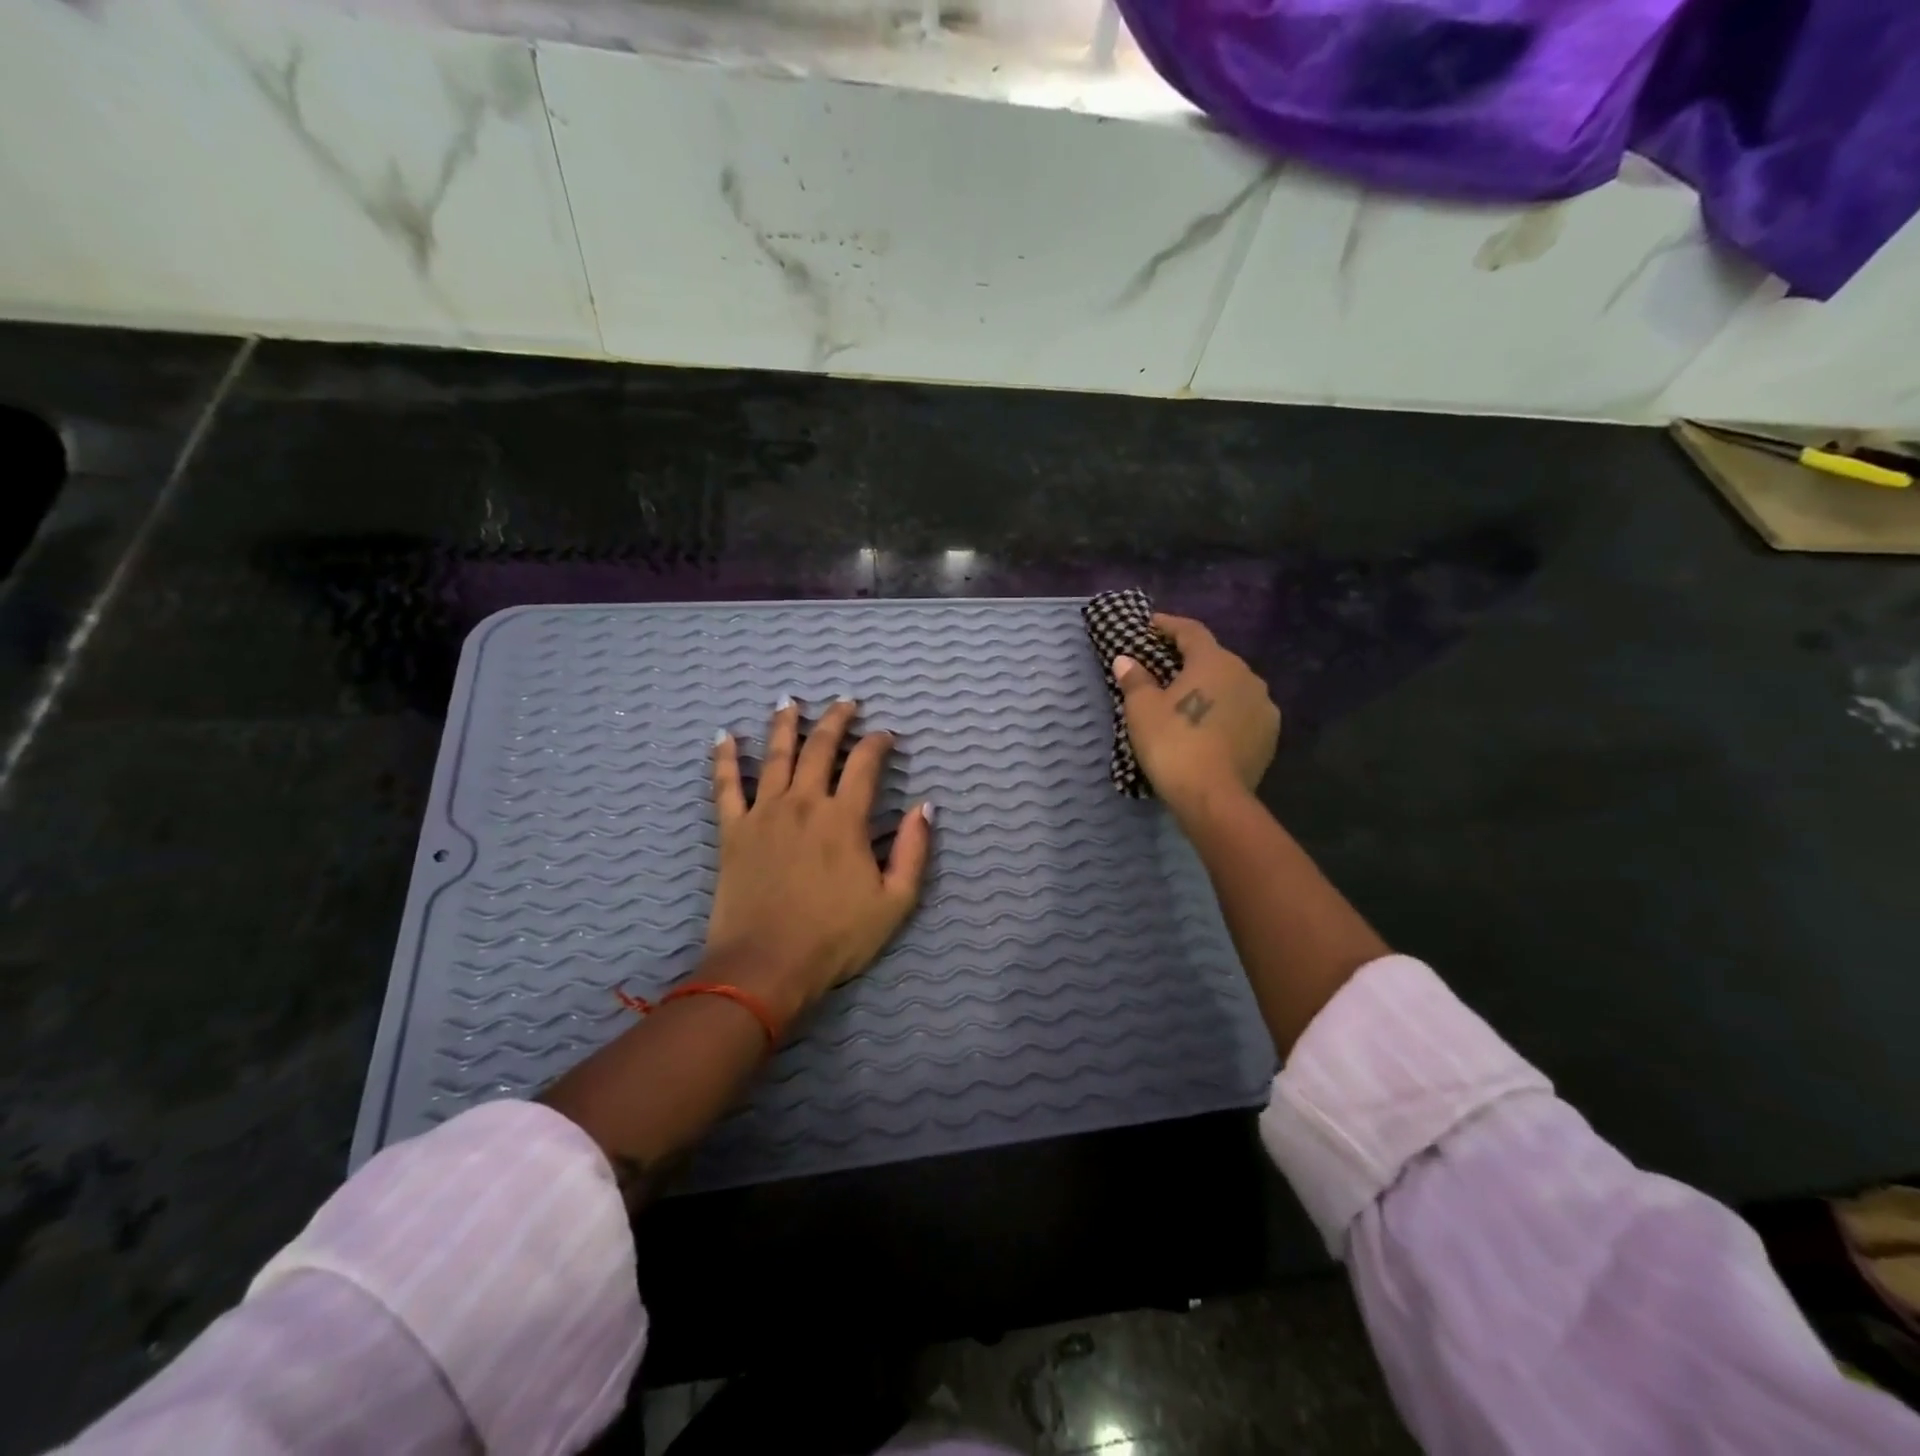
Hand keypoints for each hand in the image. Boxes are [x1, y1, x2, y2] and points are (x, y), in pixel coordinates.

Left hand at [706, 698, 932, 1027]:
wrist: (766, 967)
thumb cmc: (835, 938)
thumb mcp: (895, 902)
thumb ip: (913, 851)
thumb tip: (924, 807)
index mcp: (844, 819)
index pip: (865, 764)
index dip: (878, 743)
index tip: (886, 735)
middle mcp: (804, 803)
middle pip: (820, 748)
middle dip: (835, 720)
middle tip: (845, 703)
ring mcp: (764, 814)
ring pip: (775, 756)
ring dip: (784, 725)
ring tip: (789, 701)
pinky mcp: (733, 831)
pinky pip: (726, 786)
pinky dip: (724, 759)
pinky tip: (724, 736)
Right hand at [1113, 614, 1279, 815]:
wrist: (1213, 797)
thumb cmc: (1173, 744)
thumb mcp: (1141, 710)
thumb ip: (1135, 679)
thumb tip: (1126, 660)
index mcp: (1214, 661)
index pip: (1191, 631)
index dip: (1169, 625)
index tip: (1151, 625)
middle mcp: (1246, 674)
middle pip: (1214, 657)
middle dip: (1189, 659)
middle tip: (1165, 667)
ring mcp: (1263, 705)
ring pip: (1232, 685)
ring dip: (1211, 687)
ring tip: (1189, 700)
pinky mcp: (1270, 734)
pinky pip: (1243, 711)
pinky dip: (1226, 711)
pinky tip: (1210, 726)